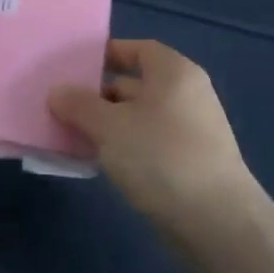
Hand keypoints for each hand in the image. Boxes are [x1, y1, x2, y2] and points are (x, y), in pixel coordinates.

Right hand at [48, 40, 262, 228]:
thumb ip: (79, 105)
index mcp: (174, 72)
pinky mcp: (190, 164)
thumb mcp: (109, 126)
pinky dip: (124, 147)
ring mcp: (192, 131)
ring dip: (108, 125)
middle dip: (99, 94)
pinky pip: (148, 144)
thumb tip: (57, 92)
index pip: (137, 49)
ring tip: (72, 135)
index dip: (106, 54)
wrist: (216, 223)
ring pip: (139, 117)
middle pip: (136, 84)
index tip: (73, 68)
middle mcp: (187, 95)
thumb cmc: (160, 157)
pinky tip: (100, 163)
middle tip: (62, 106)